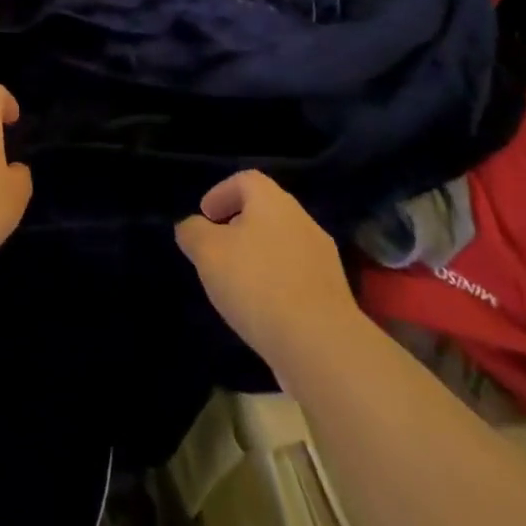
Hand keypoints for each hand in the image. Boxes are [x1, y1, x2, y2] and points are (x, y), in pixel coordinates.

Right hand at [176, 171, 361, 372]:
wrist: (321, 344)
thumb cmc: (257, 283)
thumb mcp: (208, 252)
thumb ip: (193, 232)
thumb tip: (191, 227)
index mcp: (272, 201)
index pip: (245, 180)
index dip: (221, 193)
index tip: (205, 216)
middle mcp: (302, 220)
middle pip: (266, 211)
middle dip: (238, 225)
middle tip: (217, 248)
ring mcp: (322, 258)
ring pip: (282, 245)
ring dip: (259, 256)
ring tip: (237, 283)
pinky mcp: (333, 294)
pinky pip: (297, 276)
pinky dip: (277, 283)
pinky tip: (263, 309)